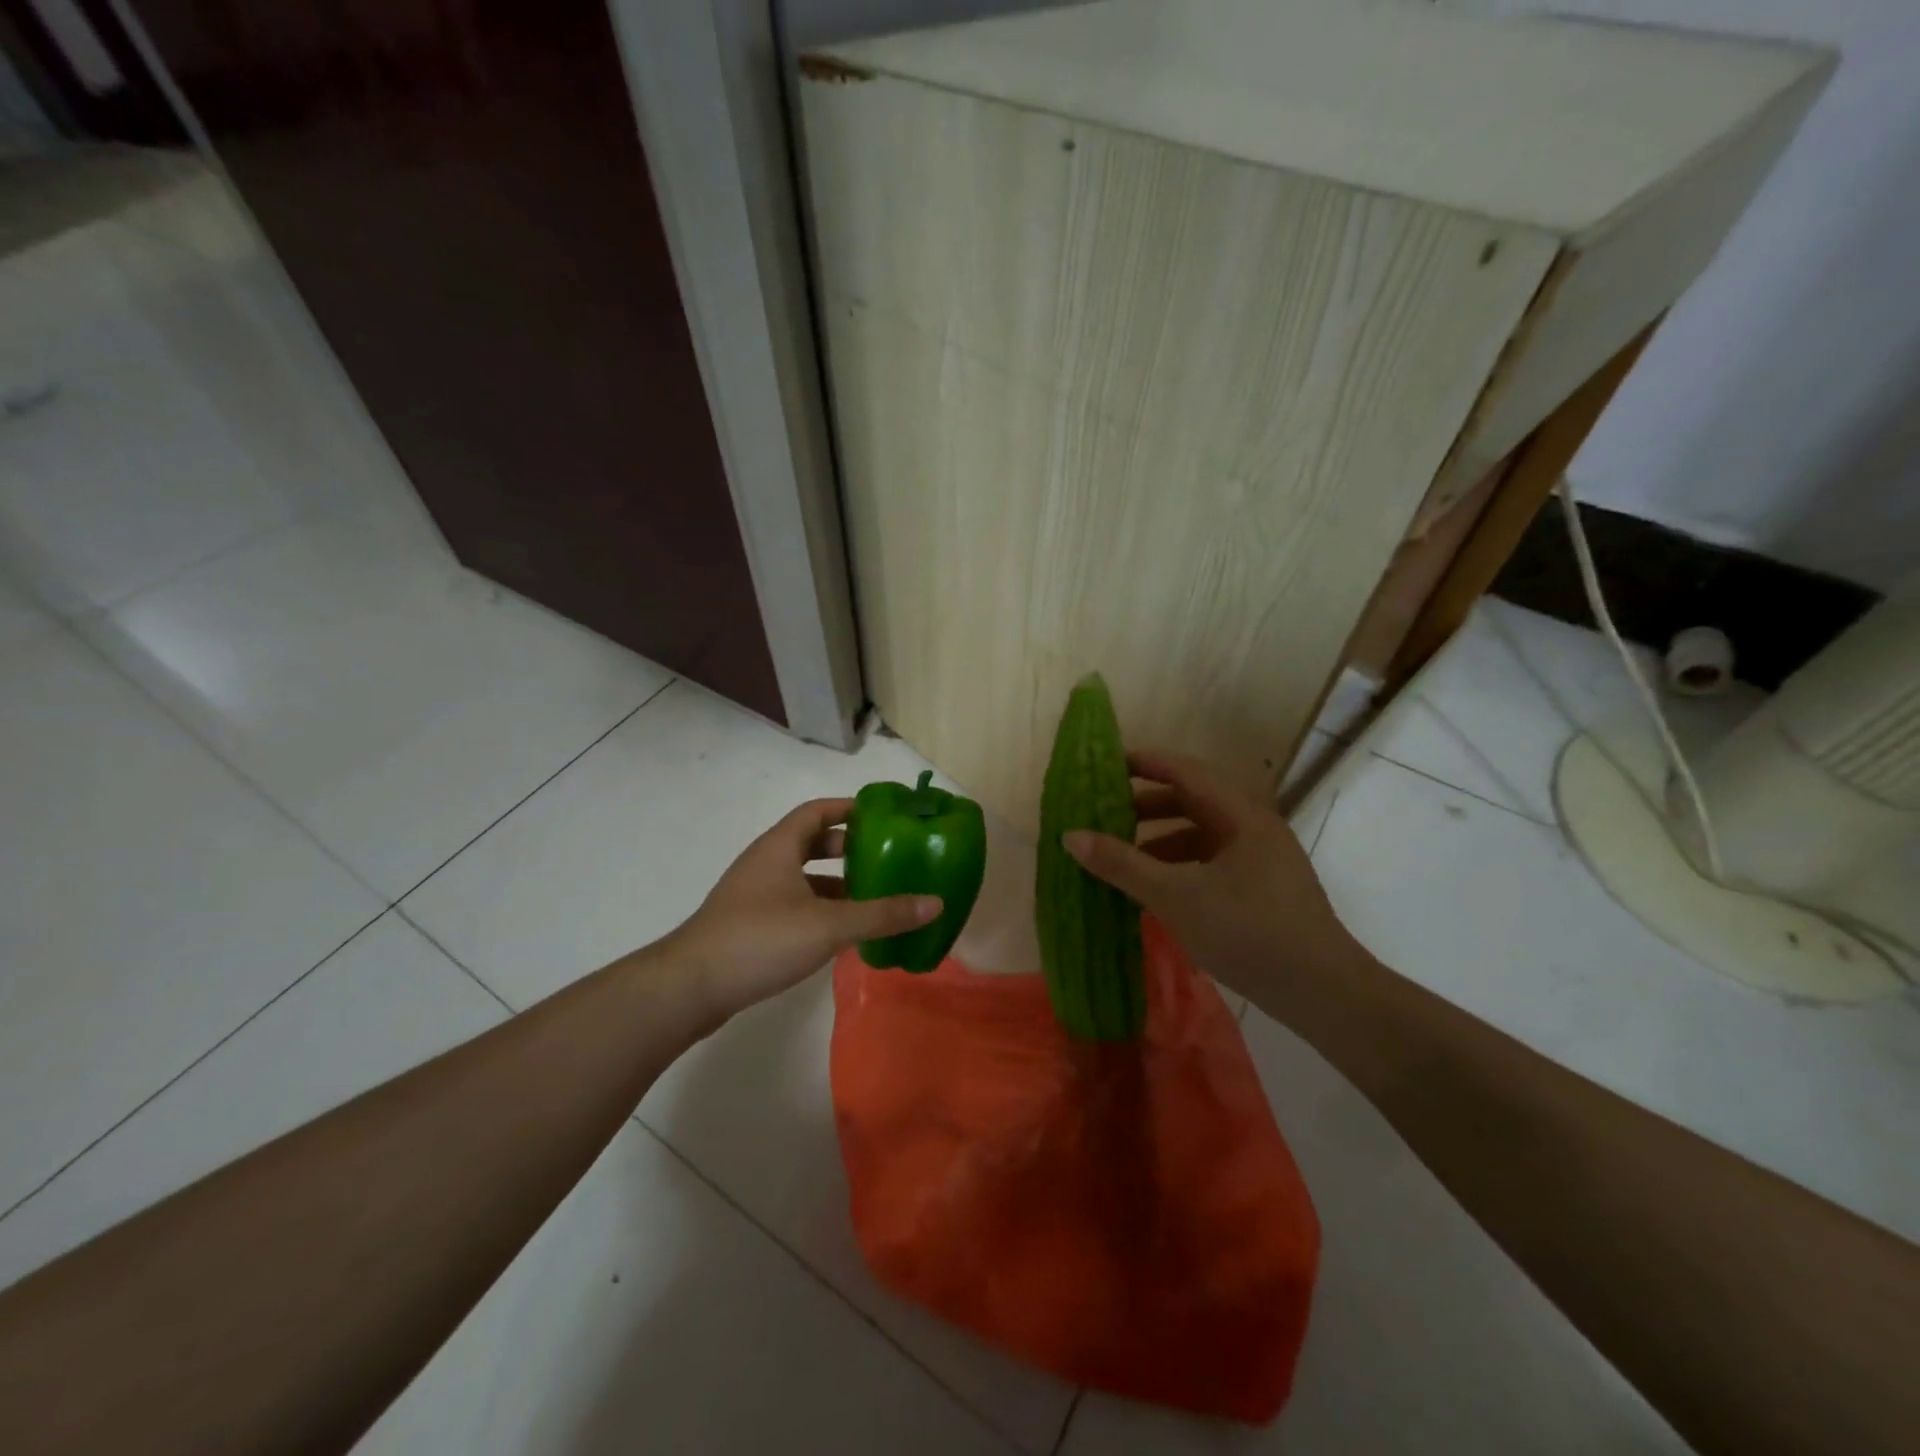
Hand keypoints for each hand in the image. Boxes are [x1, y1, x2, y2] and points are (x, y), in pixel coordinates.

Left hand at [667, 798, 940, 1021]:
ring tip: (872, 895)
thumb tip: (935, 903)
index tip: (883, 815)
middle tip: (885, 857)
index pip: (818, 811)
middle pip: (811, 842)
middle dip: (848, 847)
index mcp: (779, 847)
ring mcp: (753, 895)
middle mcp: (765, 863)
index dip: (850, 808)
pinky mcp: (749, 925)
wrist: (689, 988)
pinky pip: (793, 904)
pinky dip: (819, 908)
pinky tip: (841, 932)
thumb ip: (882, 914)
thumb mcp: (829, 925)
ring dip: (835, 882)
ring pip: (802, 877)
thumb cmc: (760, 940)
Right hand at [1063, 749, 1365, 999]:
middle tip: (1105, 814)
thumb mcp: (1174, 896)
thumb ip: (1121, 864)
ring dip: (1161, 839)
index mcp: (1241, 814)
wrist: (1321, 991)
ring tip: (1123, 856)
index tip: (1104, 765)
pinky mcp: (1264, 886)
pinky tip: (1156, 889)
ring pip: (1202, 833)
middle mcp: (1254, 826)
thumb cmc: (1247, 931)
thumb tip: (1070, 835)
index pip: (1184, 771)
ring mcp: (1262, 857)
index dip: (1143, 763)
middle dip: (1146, 805)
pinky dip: (1180, 865)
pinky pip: (1212, 860)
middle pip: (1193, 799)